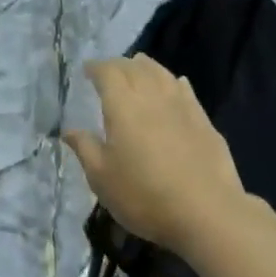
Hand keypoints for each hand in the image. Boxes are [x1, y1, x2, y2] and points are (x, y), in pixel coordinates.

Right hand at [63, 55, 250, 253]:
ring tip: (138, 66)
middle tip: (109, 70)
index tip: (87, 70)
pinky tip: (176, 83)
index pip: (108, 73)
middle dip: (119, 64)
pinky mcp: (204, 121)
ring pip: (162, 74)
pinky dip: (175, 82)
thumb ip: (85, 149)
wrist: (206, 212)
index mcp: (123, 106)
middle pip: (135, 68)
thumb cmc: (144, 195)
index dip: (96, 67)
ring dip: (147, 67)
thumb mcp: (102, 178)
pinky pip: (185, 91)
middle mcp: (152, 97)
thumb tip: (69, 130)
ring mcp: (182, 107)